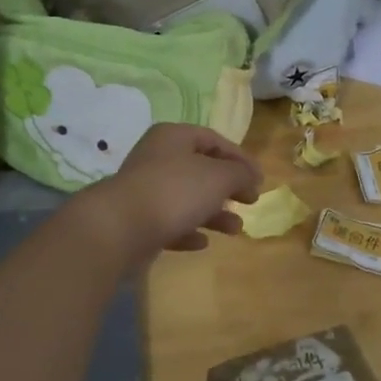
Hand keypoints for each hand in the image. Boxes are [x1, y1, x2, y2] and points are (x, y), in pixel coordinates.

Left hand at [74, 123, 263, 264]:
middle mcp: (157, 158)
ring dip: (214, 213)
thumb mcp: (218, 177)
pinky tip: (202, 243)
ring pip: (187, 198)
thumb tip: (250, 175)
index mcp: (174, 137)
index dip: (240, 158)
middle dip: (228, 187)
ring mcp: (145, 190)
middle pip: (200, 169)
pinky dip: (188, 230)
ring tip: (235, 229)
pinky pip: (170, 222)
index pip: (214, 140)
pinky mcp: (138, 220)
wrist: (120, 228)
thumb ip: (240, 173)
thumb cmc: (175, 191)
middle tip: (250, 202)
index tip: (260, 180)